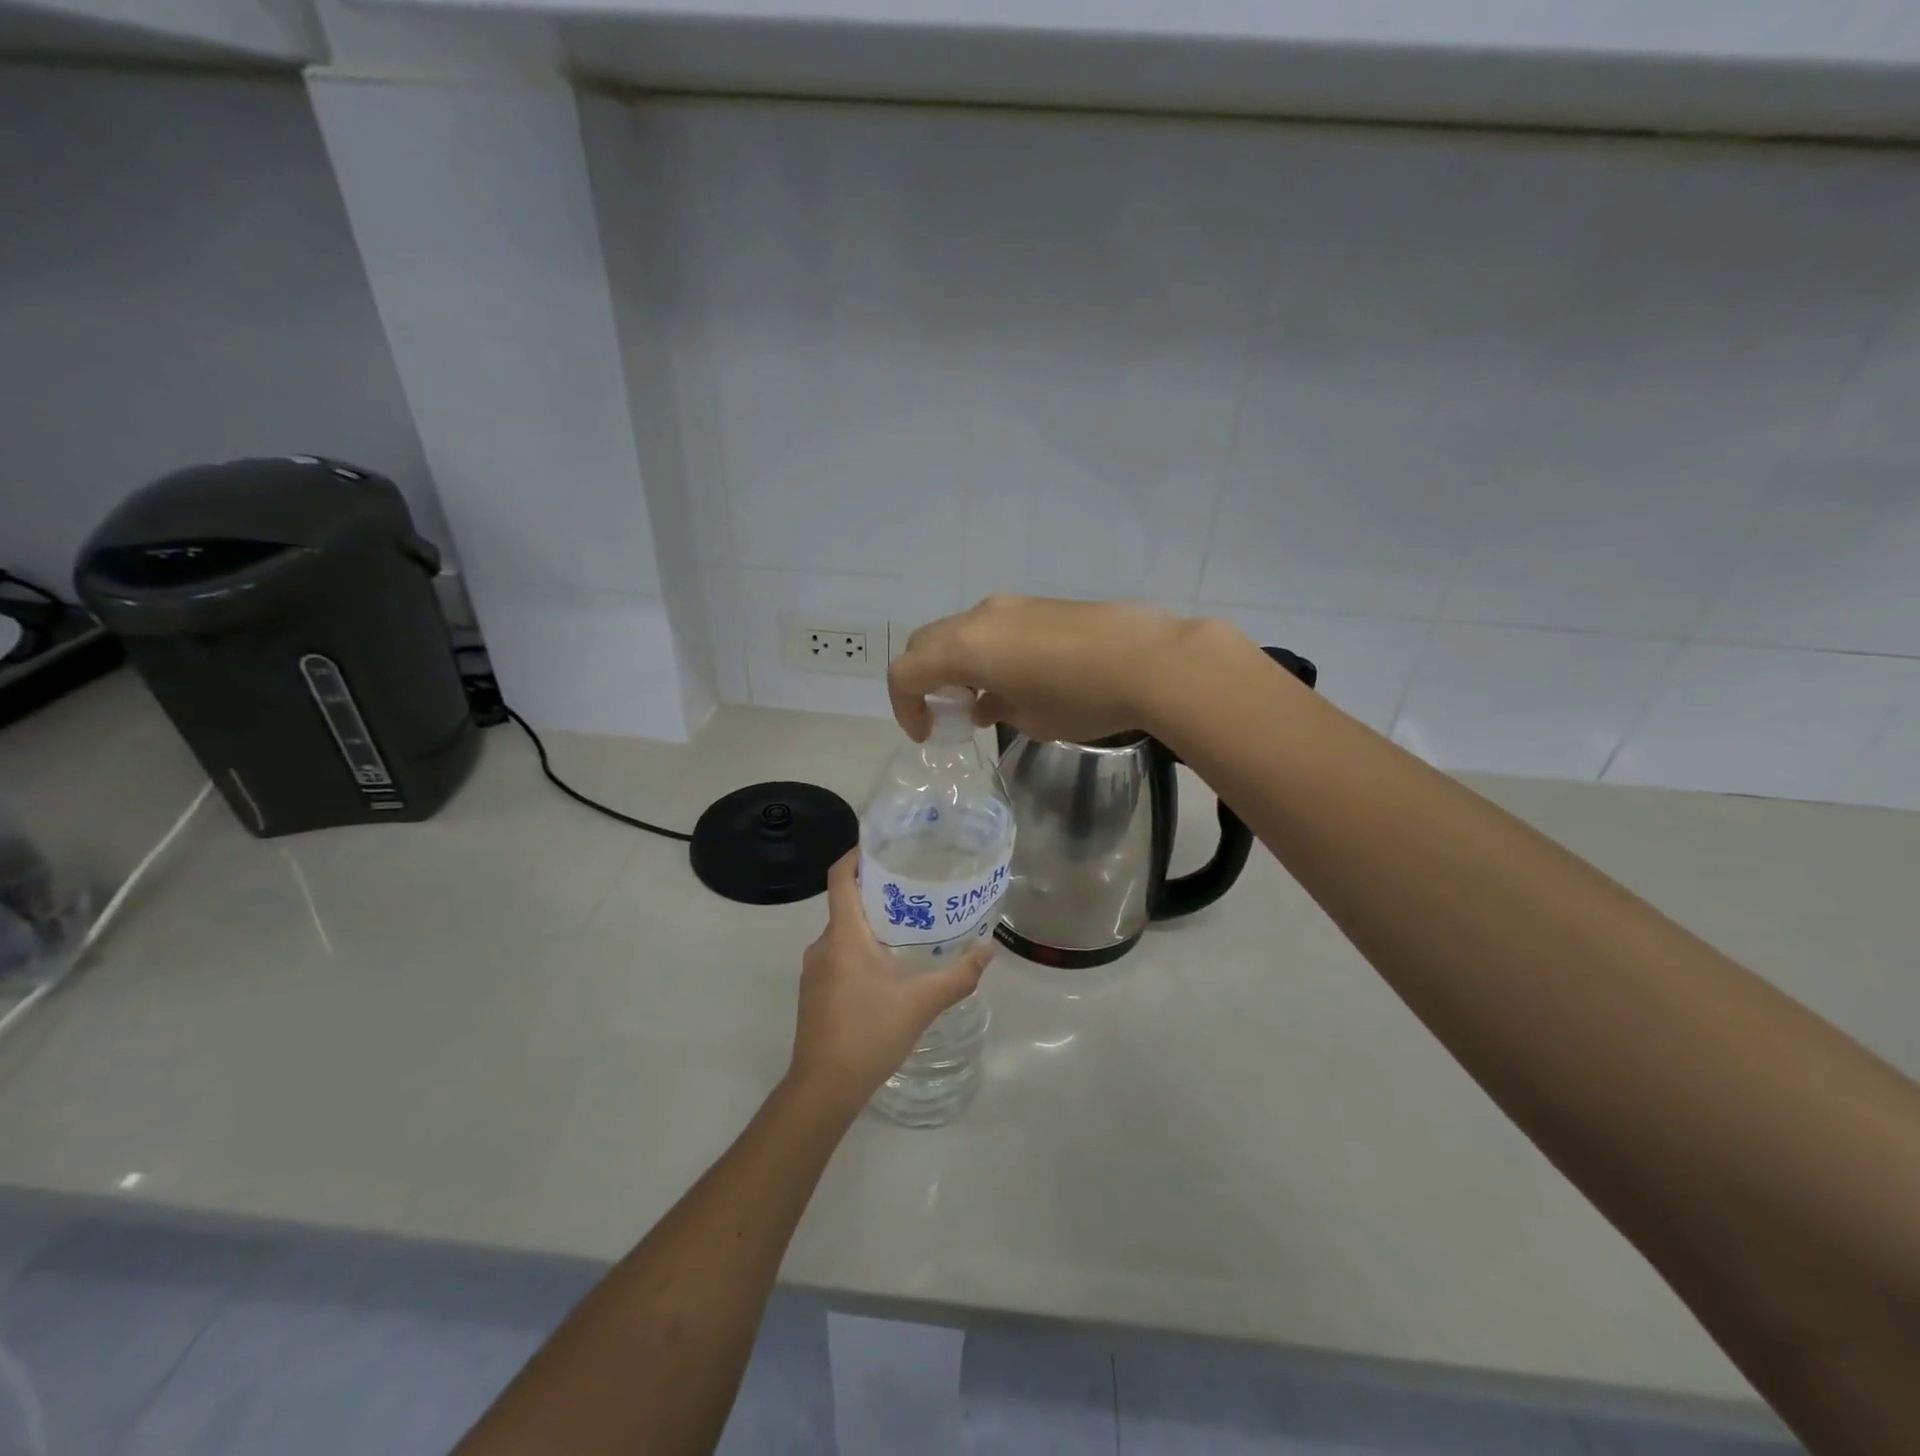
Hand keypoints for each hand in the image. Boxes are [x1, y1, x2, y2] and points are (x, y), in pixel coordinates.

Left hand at [787, 851, 993, 1114]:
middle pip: (845, 902)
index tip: (884, 846)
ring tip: (908, 926)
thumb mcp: (922, 1003)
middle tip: (915, 888)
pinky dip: (860, 948)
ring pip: (843, 932)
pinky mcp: (814, 991)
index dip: (856, 855)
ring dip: (871, 923)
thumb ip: (959, 974)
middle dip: (877, 892)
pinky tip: (888, 967)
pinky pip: (838, 954)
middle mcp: (823, 944)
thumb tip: (989, 950)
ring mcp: (814, 969)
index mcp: (843, 935)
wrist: (824, 1088)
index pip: (840, 877)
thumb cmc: (870, 1033)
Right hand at [887, 595, 1204, 743]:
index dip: (905, 707)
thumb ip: (995, 709)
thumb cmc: (1080, 698)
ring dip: (956, 664)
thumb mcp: (1030, 719)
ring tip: (985, 700)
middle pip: (926, 644)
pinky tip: (1019, 680)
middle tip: (946, 713)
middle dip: (924, 680)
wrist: (1148, 659)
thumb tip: (985, 702)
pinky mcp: (1039, 605)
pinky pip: (993, 628)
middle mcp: (979, 619)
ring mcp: (1011, 607)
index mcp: (965, 648)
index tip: (928, 734)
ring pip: (960, 632)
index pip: (906, 673)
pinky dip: (986, 653)